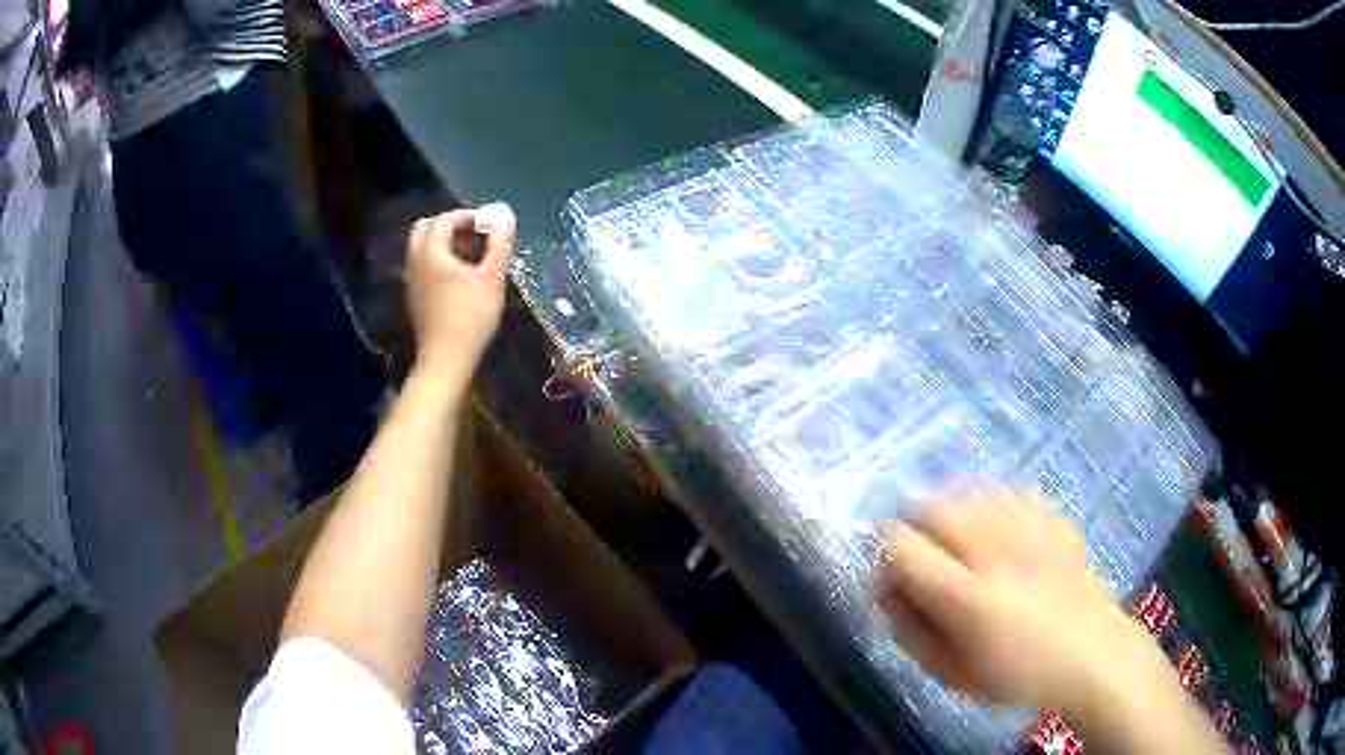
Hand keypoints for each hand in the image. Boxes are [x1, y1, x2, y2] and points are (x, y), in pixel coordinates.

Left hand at [405, 209, 513, 385]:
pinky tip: (462, 276)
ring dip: (445, 245)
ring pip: (423, 249)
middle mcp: (415, 261)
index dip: (467, 215)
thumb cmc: (471, 315)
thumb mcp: (492, 277)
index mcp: (430, 251)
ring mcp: (412, 280)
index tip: (489, 222)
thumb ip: (499, 244)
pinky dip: (440, 262)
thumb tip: (505, 216)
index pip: (444, 219)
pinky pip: (424, 267)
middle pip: (426, 229)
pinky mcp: (415, 298)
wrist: (446, 358)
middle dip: (450, 226)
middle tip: (474, 233)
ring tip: (473, 255)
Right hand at [879, 492, 1168, 714]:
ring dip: (952, 509)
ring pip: (970, 490)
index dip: (885, 551)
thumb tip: (886, 593)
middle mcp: (995, 552)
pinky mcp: (1053, 517)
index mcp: (967, 598)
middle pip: (933, 506)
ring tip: (958, 536)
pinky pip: (1009, 490)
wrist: (1091, 653)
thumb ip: (911, 633)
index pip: (902, 547)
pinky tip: (996, 525)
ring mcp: (1029, 528)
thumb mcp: (953, 674)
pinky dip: (991, 503)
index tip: (891, 569)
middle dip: (915, 524)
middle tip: (923, 550)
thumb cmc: (1017, 675)